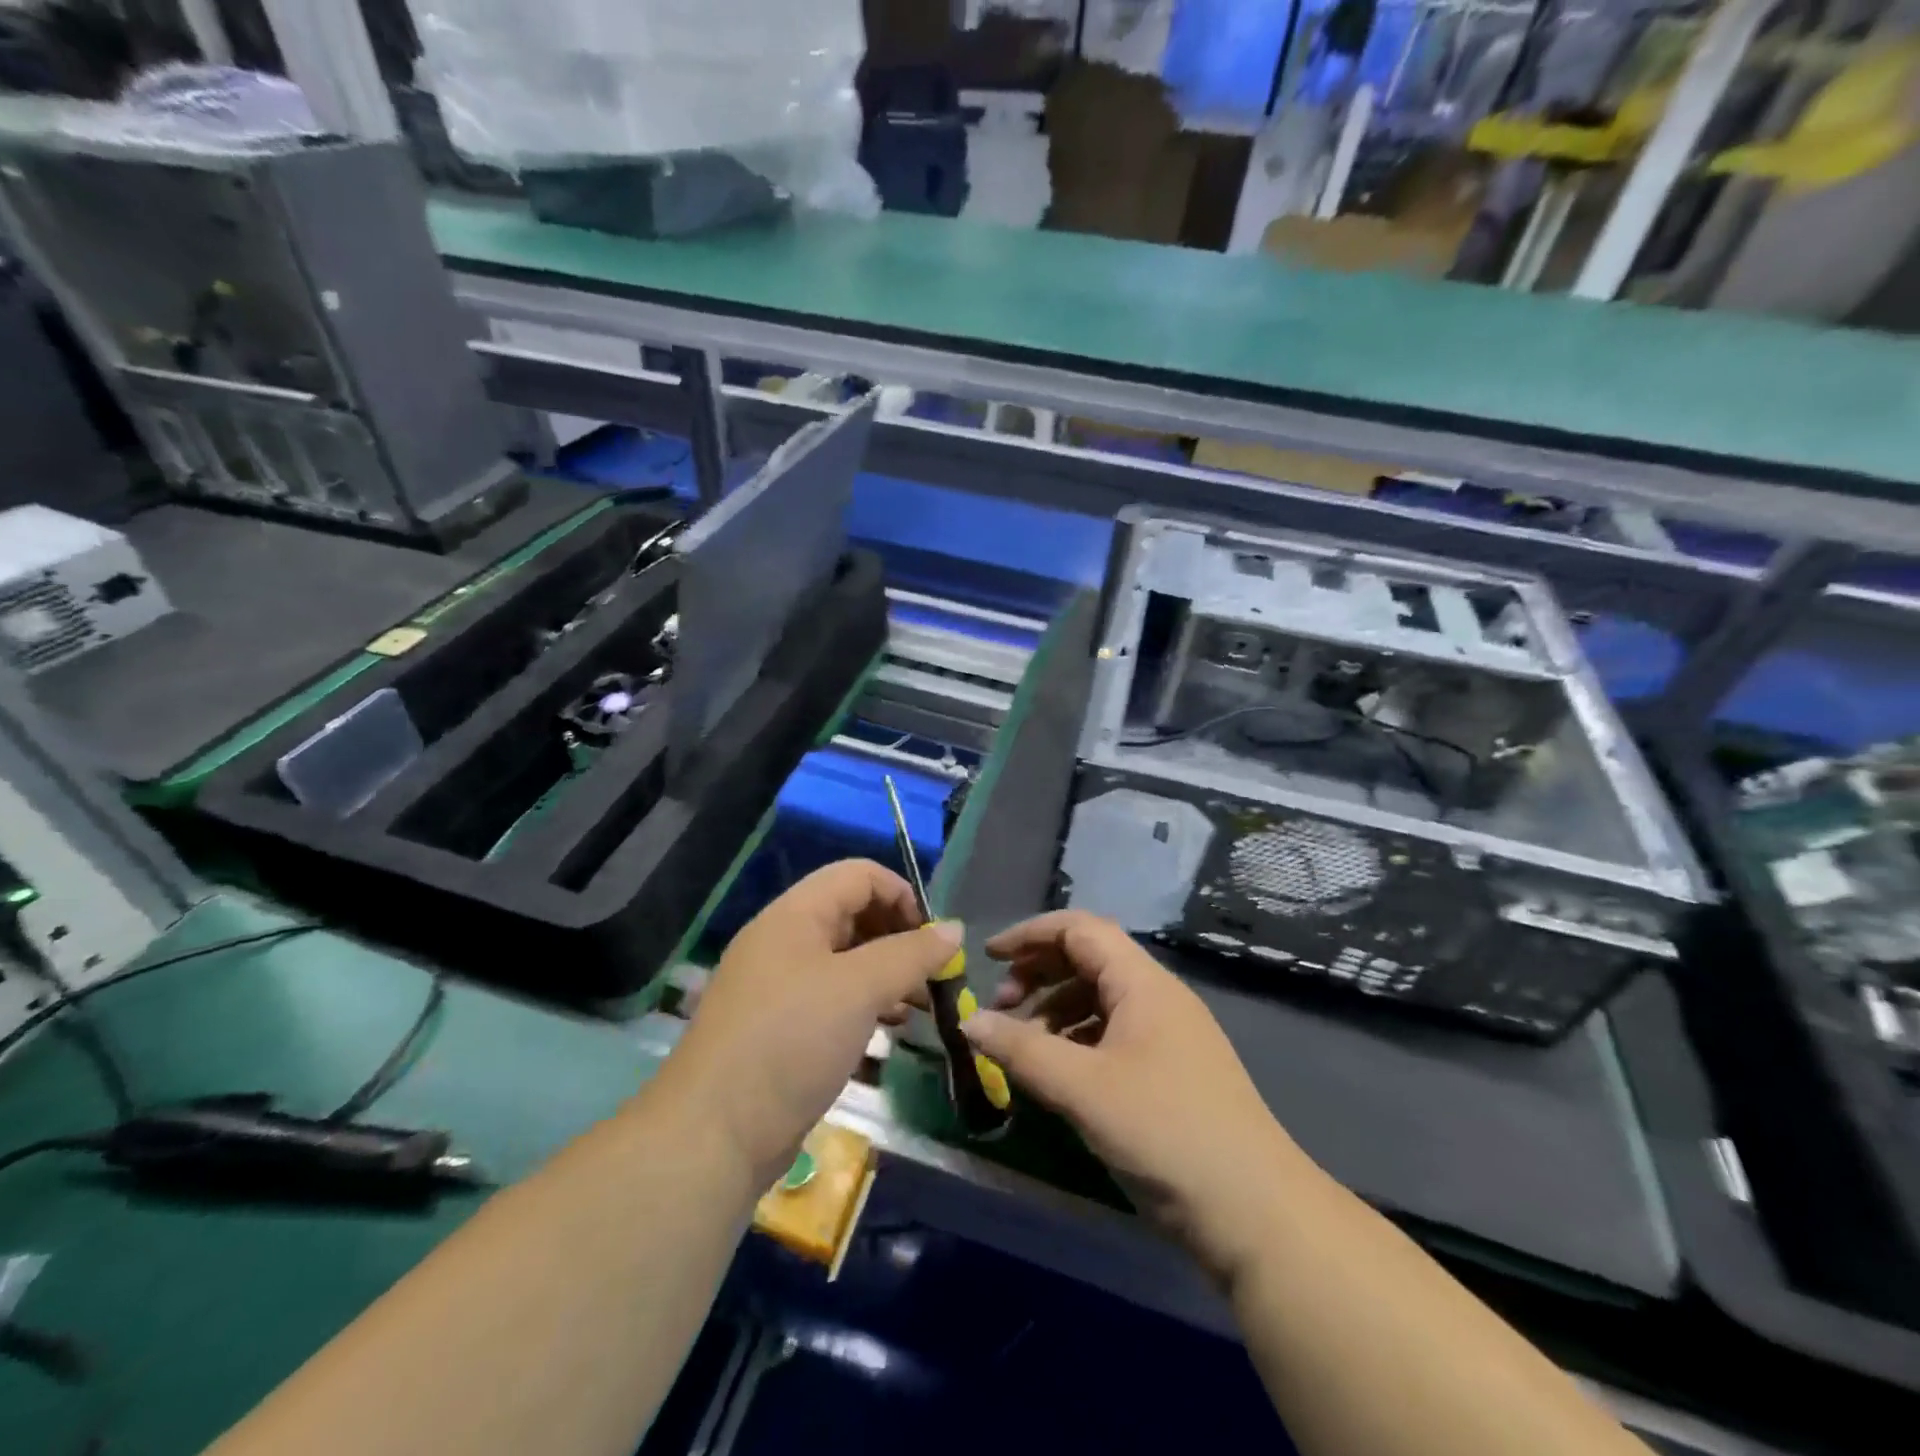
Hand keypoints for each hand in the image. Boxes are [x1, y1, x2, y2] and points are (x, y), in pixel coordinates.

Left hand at [662, 859, 963, 1186]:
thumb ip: (911, 954)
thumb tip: (954, 929)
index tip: (934, 939)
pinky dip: (867, 1002)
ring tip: (922, 1006)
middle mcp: (785, 940)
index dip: (902, 895)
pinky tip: (891, 1028)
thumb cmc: (790, 1042)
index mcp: (795, 914)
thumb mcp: (859, 989)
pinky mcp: (780, 1026)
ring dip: (888, 973)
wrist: (712, 1134)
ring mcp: (779, 985)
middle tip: (934, 976)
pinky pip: (833, 996)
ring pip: (846, 959)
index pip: (859, 875)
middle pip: (854, 914)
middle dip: (900, 938)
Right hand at [960, 910, 1304, 1285]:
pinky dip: (1077, 1042)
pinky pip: (1113, 1036)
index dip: (1030, 935)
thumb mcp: (1083, 1089)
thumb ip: (1022, 1051)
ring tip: (1023, 1046)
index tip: (988, 958)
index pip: (1080, 929)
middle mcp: (1157, 997)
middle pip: (1089, 960)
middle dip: (1039, 974)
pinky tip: (1058, 1073)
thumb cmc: (1166, 1132)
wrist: (1256, 1214)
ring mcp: (1168, 1035)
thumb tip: (971, 1024)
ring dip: (1055, 1011)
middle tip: (1001, 1008)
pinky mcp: (1171, 1073)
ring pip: (1100, 1000)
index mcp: (1143, 983)